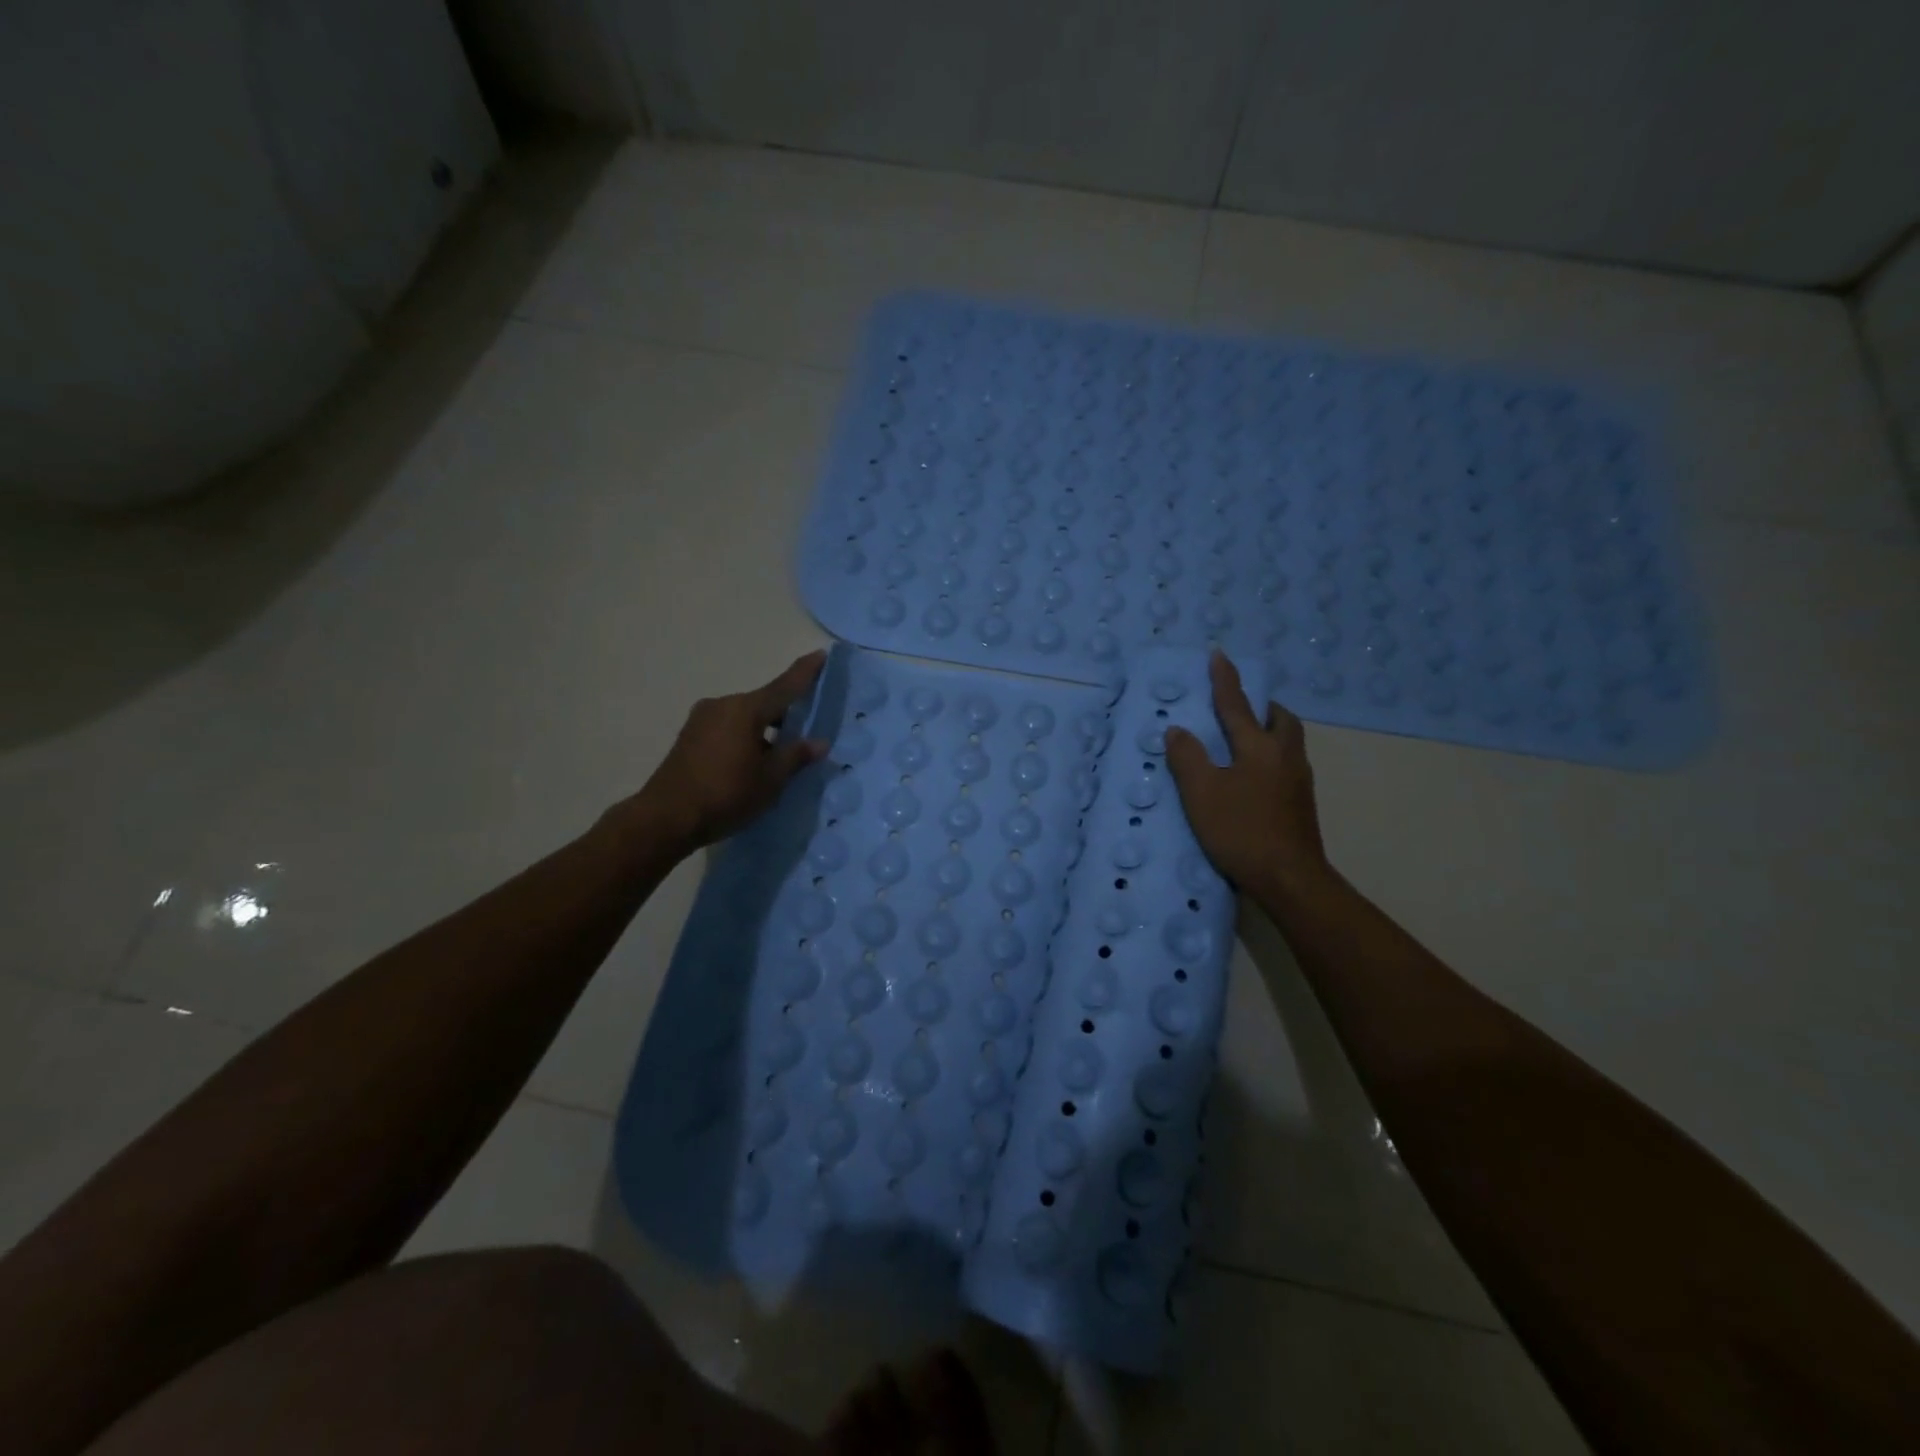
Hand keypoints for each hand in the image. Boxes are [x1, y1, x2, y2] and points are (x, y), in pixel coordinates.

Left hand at [626, 651, 828, 851]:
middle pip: (763, 702)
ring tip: (780, 753)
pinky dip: (745, 737)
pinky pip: (728, 728)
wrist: (666, 818)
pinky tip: (753, 760)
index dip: (805, 672)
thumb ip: (796, 756)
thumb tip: (819, 742)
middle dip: (786, 712)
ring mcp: (701, 720)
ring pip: (744, 717)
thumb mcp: (770, 780)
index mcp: (745, 709)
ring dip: (764, 729)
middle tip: (807, 727)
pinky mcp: (689, 737)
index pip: (784, 686)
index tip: (821, 655)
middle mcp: (722, 705)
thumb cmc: (726, 795)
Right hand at [1165, 651, 1329, 900]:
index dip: (1225, 680)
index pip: (1237, 705)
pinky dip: (1271, 756)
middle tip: (1243, 708)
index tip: (1219, 654)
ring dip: (1270, 731)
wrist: (1289, 878)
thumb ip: (1187, 758)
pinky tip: (1253, 777)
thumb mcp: (1201, 793)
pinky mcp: (1301, 804)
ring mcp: (1298, 781)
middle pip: (1280, 720)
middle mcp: (1285, 756)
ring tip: (1245, 740)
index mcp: (1259, 747)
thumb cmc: (1241, 830)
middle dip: (1262, 707)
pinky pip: (1286, 764)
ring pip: (1288, 742)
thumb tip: (1178, 730)